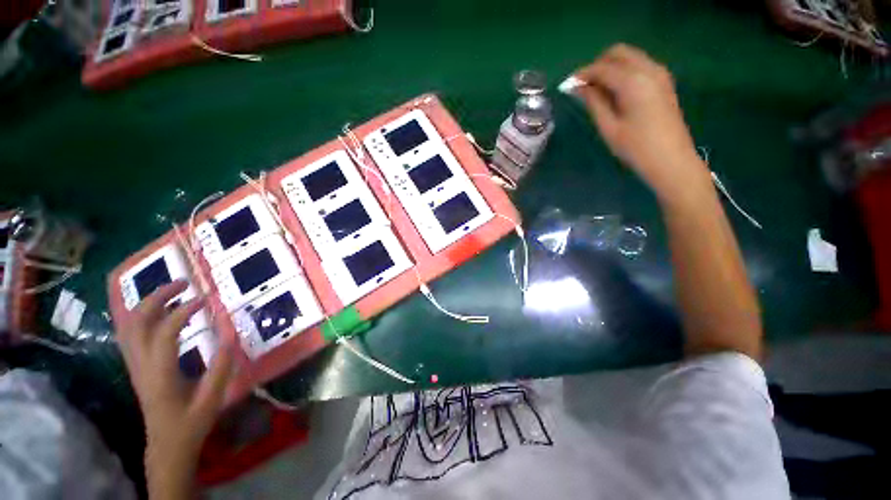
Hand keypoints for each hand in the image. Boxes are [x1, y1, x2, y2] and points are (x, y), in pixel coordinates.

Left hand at [117, 280, 234, 495]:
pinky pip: (131, 334)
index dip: (184, 312)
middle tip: (184, 283)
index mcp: (159, 375)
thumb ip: (221, 366)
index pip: (164, 333)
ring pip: (129, 326)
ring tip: (174, 291)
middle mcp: (141, 365)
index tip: (206, 300)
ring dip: (148, 303)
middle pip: (136, 322)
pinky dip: (142, 315)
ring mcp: (135, 365)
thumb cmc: (190, 423)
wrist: (166, 445)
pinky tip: (160, 311)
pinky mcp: (137, 366)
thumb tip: (232, 332)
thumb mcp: (211, 399)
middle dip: (158, 297)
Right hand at [572, 44, 709, 203]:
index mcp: (633, 82)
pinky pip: (640, 65)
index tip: (567, 85)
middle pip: (618, 53)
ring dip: (611, 67)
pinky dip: (624, 71)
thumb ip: (594, 102)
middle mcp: (648, 69)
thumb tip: (579, 87)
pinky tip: (615, 91)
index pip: (602, 68)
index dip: (582, 74)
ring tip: (596, 90)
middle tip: (583, 86)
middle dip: (597, 65)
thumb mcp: (609, 127)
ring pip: (630, 56)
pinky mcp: (664, 81)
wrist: (671, 160)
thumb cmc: (635, 148)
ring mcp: (659, 73)